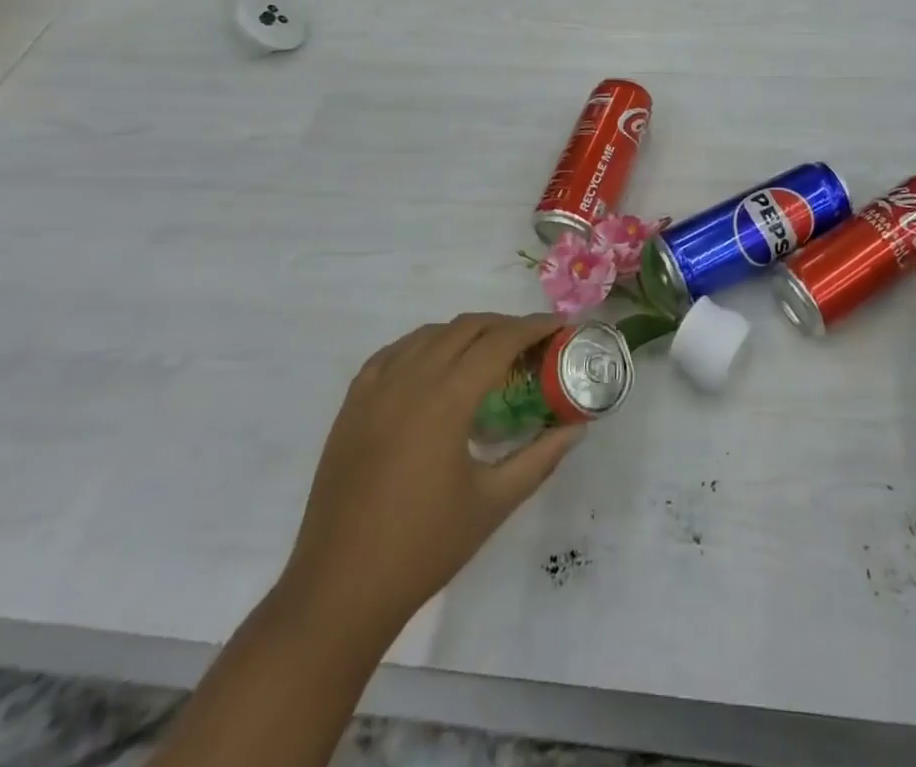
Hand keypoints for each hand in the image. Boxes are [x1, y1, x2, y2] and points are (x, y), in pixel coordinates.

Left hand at [281, 313, 583, 637]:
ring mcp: (375, 390)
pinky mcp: (352, 406)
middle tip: (531, 341)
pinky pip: (393, 354)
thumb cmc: (424, 548)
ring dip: (464, 332)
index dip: (534, 327)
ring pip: (428, 334)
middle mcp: (409, 381)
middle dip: (504, 325)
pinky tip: (434, 364)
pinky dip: (422, 346)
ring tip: (488, 352)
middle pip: (465, 328)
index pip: (499, 342)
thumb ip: (540, 458)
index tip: (560, 325)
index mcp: (446, 400)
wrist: (339, 591)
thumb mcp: (494, 503)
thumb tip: (576, 428)